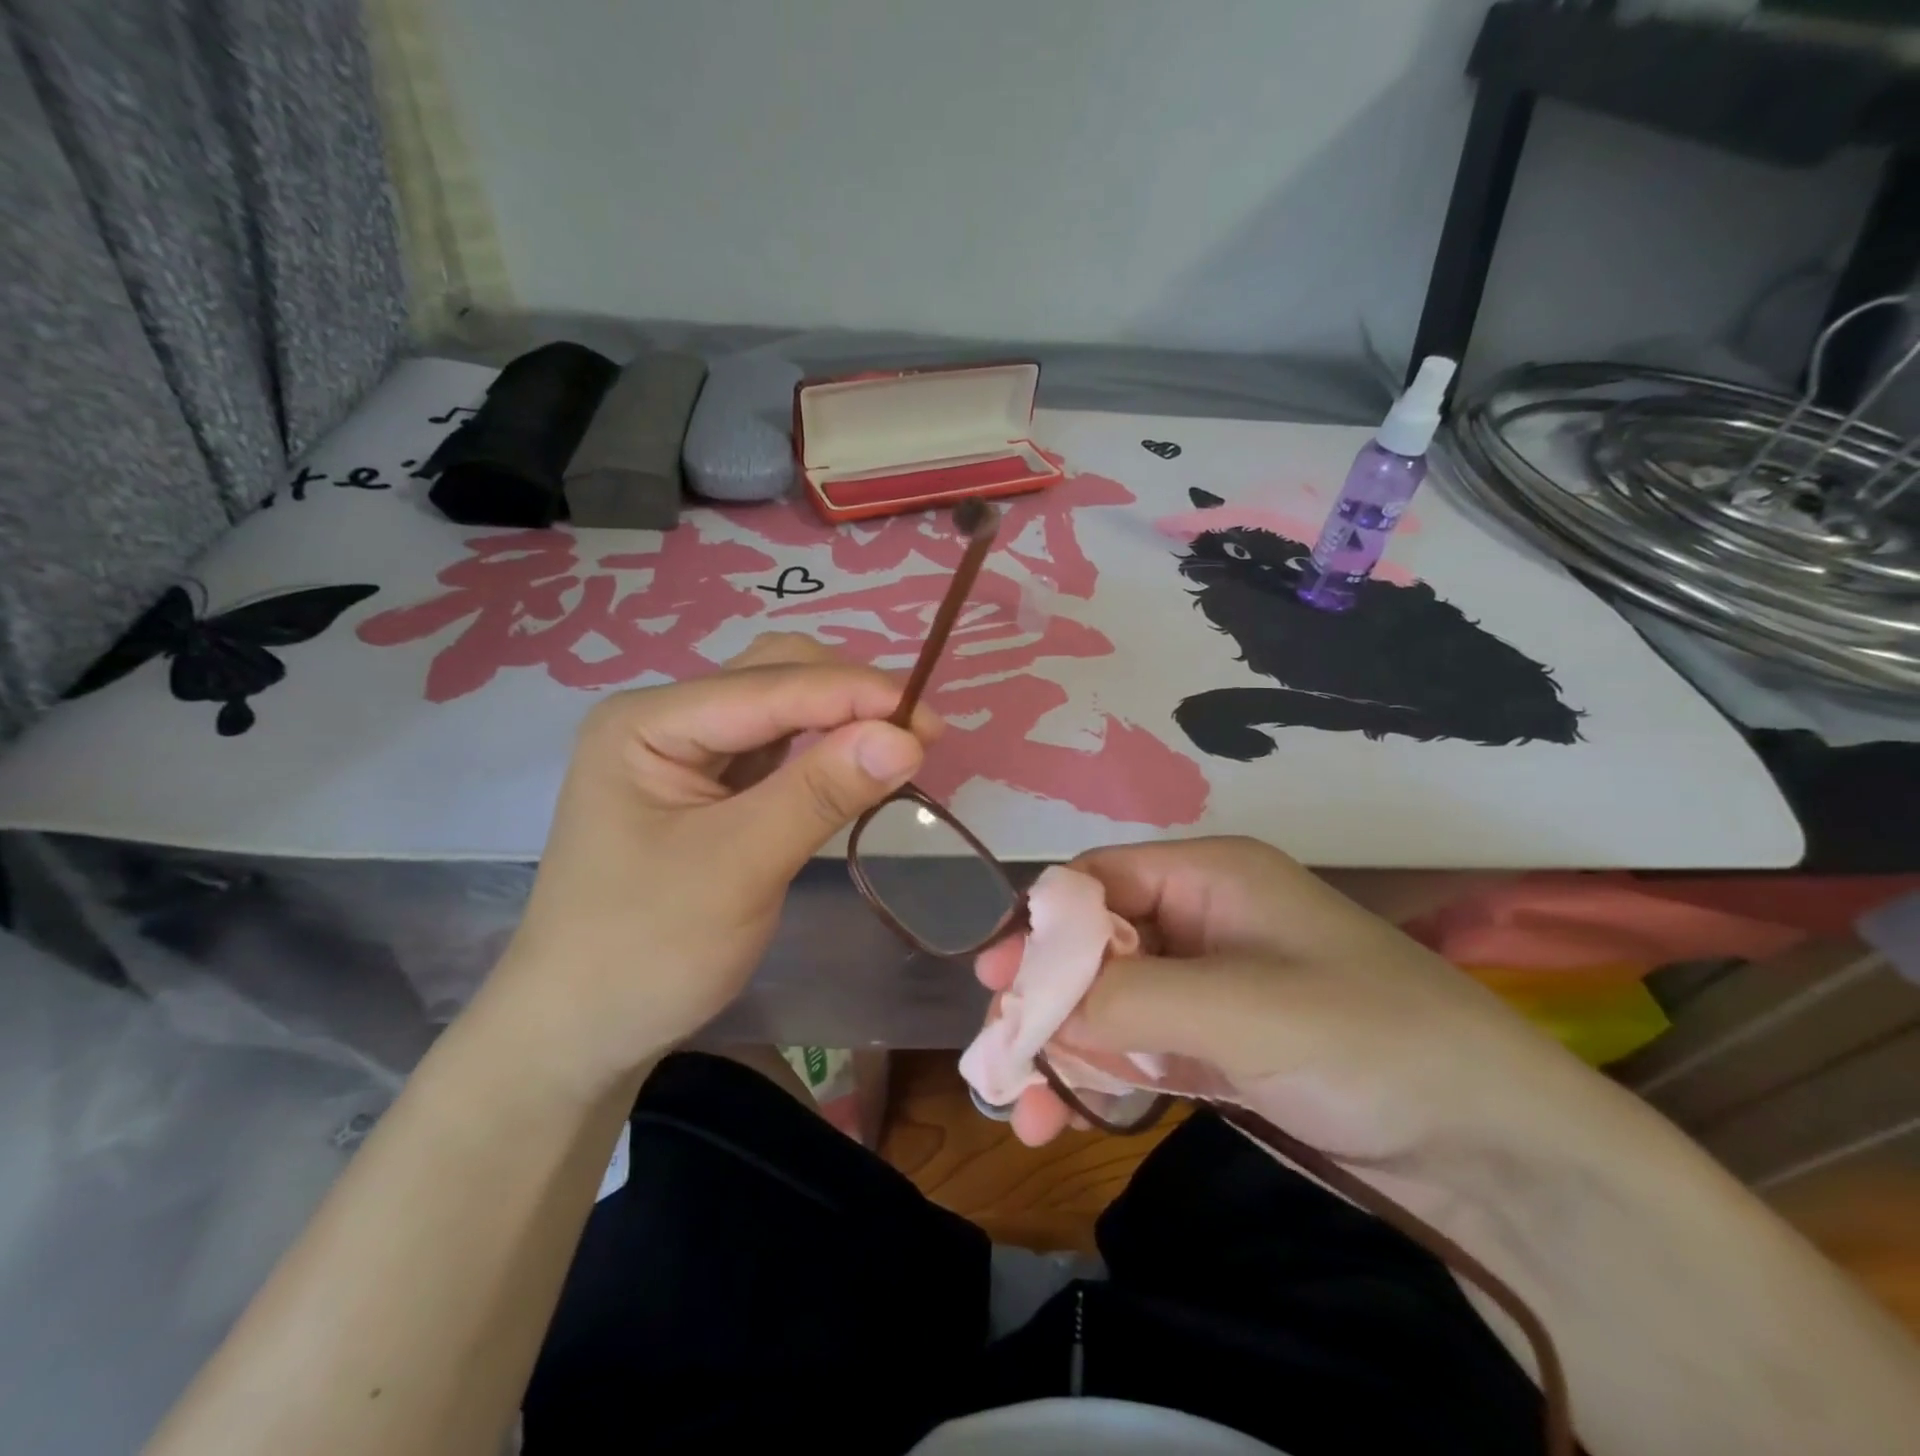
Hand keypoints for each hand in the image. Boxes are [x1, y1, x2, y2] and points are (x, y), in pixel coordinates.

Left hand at [487, 635, 939, 1091]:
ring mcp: (687, 752)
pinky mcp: (710, 787)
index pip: (767, 686)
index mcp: (647, 722)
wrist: (582, 1031)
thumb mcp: (738, 867)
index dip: (852, 694)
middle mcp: (666, 720)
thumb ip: (820, 793)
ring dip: (842, 719)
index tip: (930, 720)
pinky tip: (859, 766)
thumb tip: (908, 737)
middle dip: (848, 696)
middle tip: (919, 735)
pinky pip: (779, 750)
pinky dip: (825, 752)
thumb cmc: (646, 950)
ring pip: (782, 709)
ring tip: (902, 746)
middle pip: (773, 677)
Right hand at [977, 837, 1595, 1171]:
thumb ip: (1127, 999)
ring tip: (1025, 1112)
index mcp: (1211, 876)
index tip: (996, 984)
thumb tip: (1028, 1003)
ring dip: (1063, 1050)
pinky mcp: (1216, 1048)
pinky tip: (1066, 1117)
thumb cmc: (1370, 1042)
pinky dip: (1100, 1077)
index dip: (1043, 927)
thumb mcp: (1242, 1009)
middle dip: (1044, 1000)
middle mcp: (1201, 920)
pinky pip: (1137, 1049)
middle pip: (1094, 946)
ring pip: (1108, 1004)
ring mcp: (1208, 988)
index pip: (1099, 881)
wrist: (1498, 1153)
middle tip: (999, 1059)